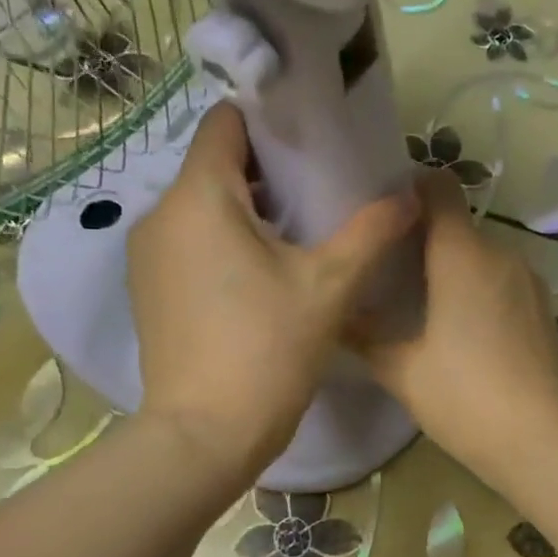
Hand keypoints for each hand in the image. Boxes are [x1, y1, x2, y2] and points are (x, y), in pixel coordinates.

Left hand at [128, 102, 415, 485]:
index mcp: (199, 196)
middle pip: (216, 165)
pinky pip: (189, 243)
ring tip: (299, 236)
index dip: (271, 120)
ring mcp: (147, 255)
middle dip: (268, 172)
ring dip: (248, 211)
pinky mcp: (148, 290)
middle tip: (322, 192)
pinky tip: (262, 276)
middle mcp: (160, 214)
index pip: (227, 121)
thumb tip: (410, 195)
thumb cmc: (267, 351)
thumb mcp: (330, 286)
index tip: (314, 140)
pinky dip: (223, 243)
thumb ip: (372, 231)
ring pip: (202, 207)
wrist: (204, 436)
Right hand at [350, 169, 557, 484]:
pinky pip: (503, 282)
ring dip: (454, 269)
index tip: (384, 212)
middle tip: (389, 270)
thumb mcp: (402, 370)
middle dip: (425, 239)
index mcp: (462, 255)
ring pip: (482, 257)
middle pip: (458, 226)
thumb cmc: (464, 398)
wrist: (542, 442)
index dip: (412, 188)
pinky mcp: (545, 309)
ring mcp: (530, 282)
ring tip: (422, 304)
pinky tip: (463, 331)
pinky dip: (480, 291)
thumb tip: (335, 315)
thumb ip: (364, 336)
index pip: (440, 188)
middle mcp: (501, 255)